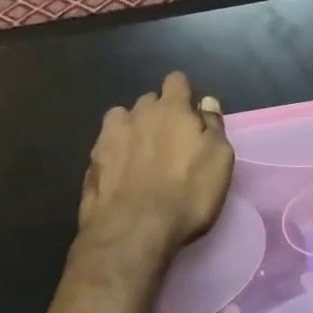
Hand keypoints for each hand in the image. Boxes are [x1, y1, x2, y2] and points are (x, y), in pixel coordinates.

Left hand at [78, 72, 233, 255]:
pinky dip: (115, 152)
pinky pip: (106, 144)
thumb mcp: (219, 161)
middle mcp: (138, 113)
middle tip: (170, 142)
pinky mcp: (92, 160)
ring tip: (141, 156)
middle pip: (149, 100)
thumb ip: (214, 127)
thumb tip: (206, 103)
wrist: (132, 232)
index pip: (176, 80)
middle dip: (159, 113)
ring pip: (123, 118)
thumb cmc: (187, 195)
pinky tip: (121, 173)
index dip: (184, 94)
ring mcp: (109, 135)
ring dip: (133, 129)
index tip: (191, 115)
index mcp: (172, 109)